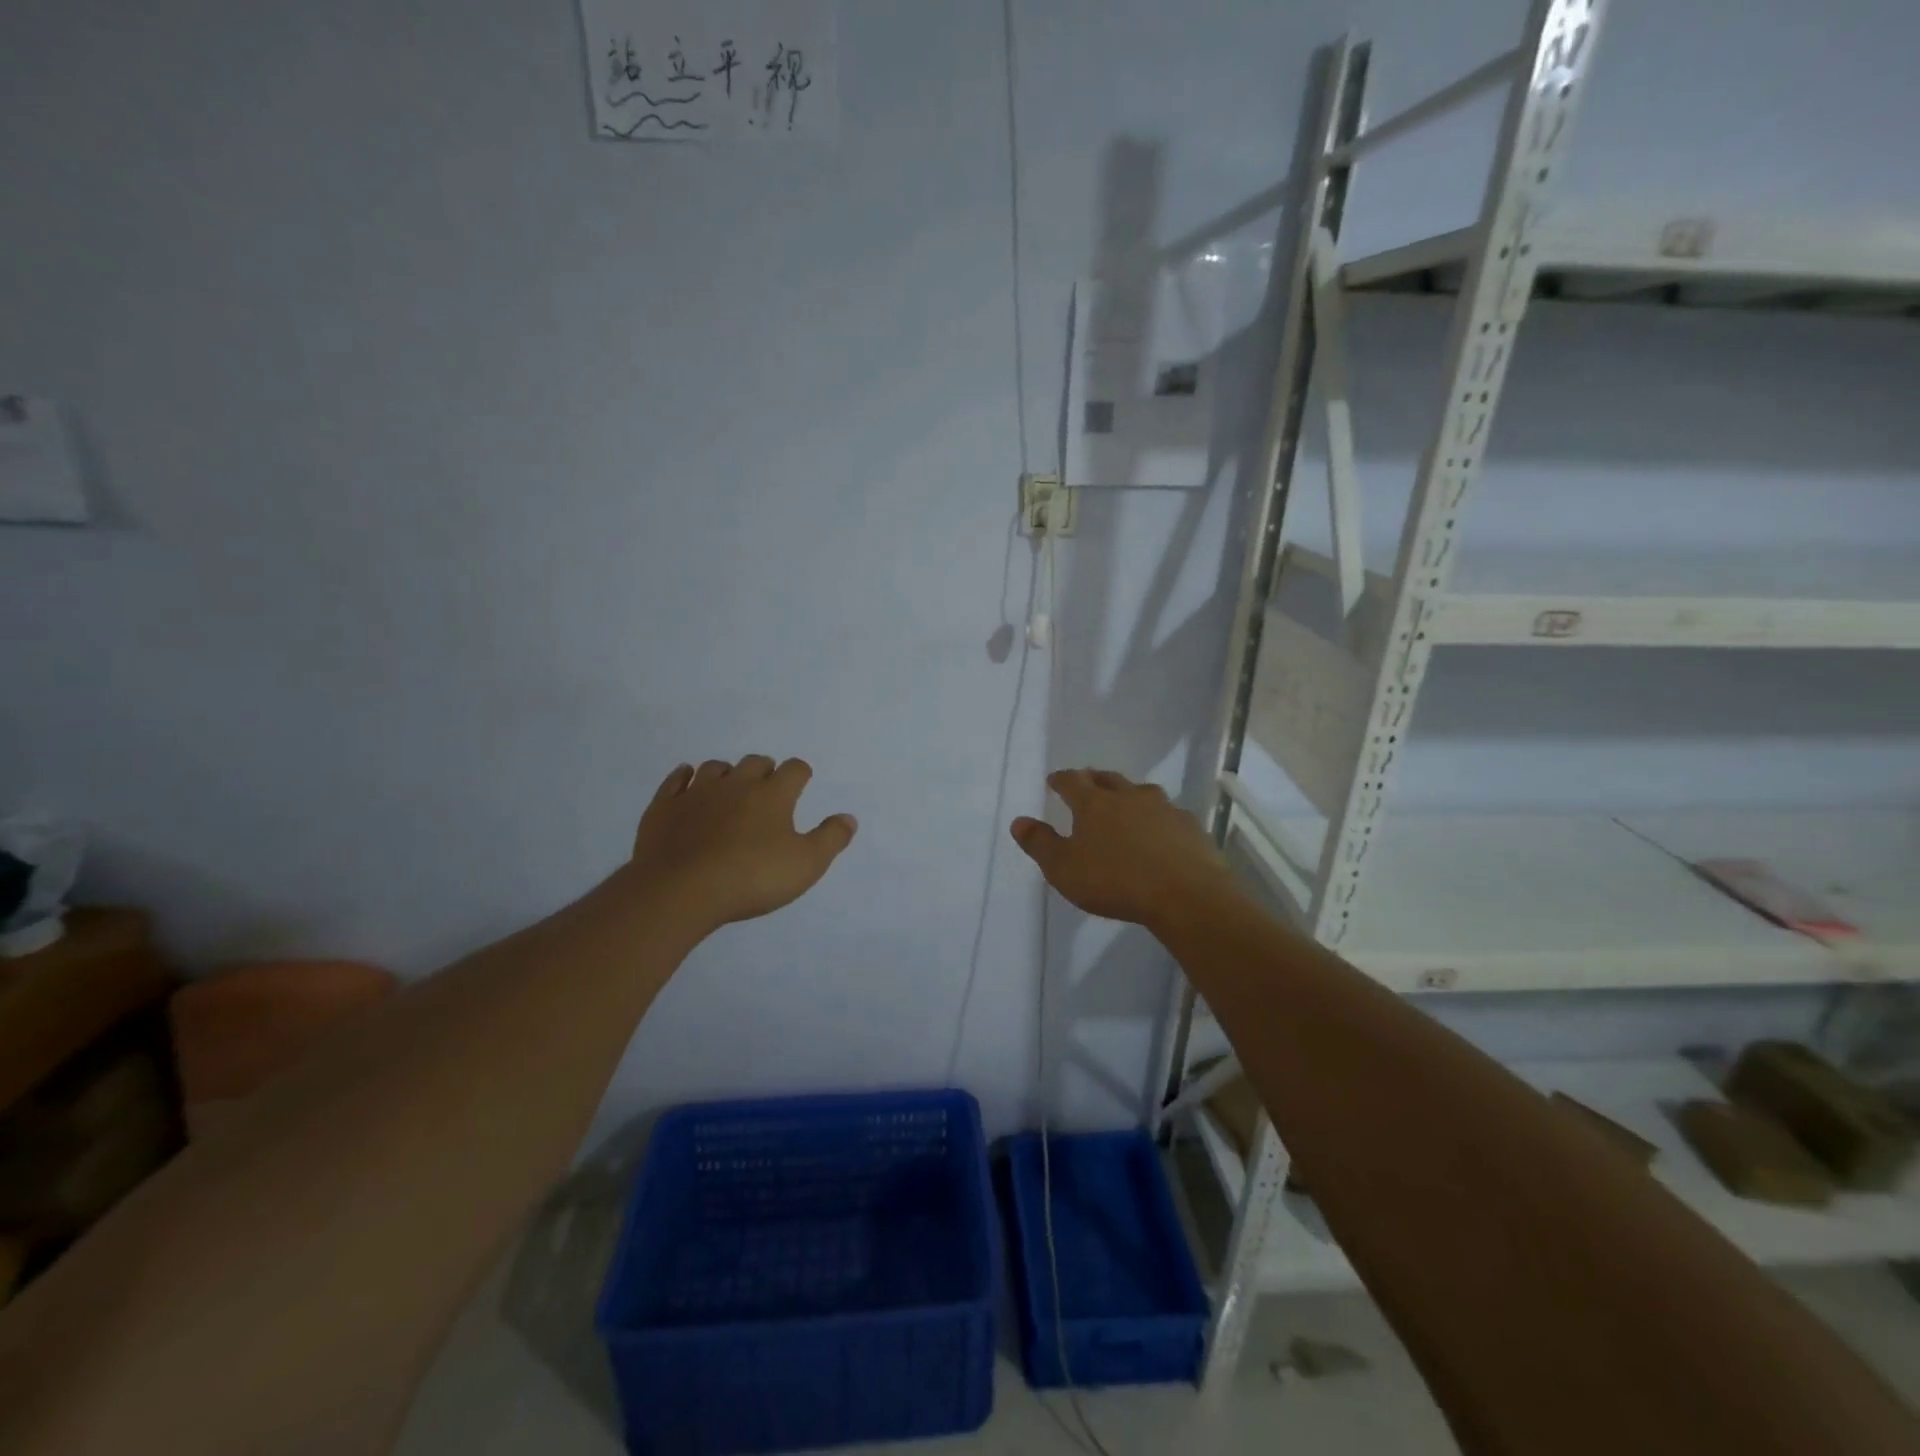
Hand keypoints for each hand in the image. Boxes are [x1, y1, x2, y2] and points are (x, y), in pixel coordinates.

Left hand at [627, 756, 856, 928]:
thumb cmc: (752, 877)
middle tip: (768, 789)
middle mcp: (736, 784)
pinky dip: (685, 777)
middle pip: (755, 762)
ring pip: (716, 768)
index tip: (802, 783)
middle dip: (765, 770)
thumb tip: (848, 818)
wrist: (681, 890)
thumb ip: (831, 839)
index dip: (801, 774)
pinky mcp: (665, 806)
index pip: (794, 770)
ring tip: (730, 788)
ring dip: (727, 773)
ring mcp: (697, 792)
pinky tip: (687, 780)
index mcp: (773, 795)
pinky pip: (676, 780)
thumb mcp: (806, 865)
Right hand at [1011, 769, 1236, 929]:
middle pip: (1107, 779)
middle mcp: (1128, 797)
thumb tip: (1019, 821)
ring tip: (1125, 804)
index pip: (1072, 782)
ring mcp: (1163, 808)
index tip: (1054, 780)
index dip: (1060, 780)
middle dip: (1094, 779)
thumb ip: (1040, 844)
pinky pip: (1169, 814)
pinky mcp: (1189, 826)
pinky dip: (1158, 818)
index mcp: (1094, 804)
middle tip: (1087, 782)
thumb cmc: (1115, 882)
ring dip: (1129, 794)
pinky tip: (1160, 832)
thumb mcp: (1064, 869)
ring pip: (1141, 792)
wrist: (1185, 895)